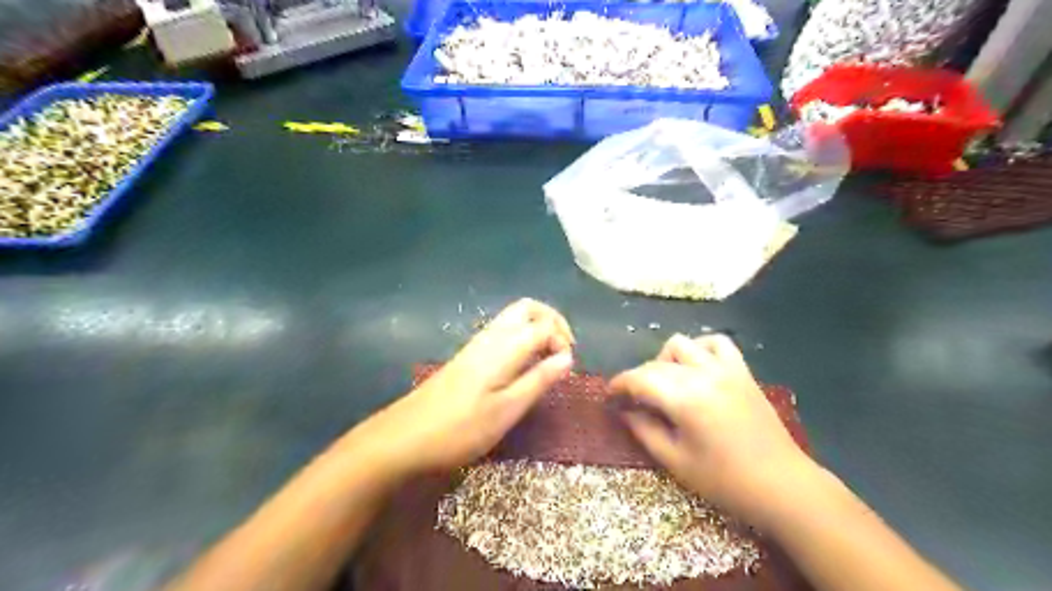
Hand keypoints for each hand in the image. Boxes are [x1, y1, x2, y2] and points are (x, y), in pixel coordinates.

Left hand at [348, 299, 573, 478]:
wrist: (403, 436)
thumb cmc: (460, 429)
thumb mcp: (506, 410)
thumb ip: (538, 380)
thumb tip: (568, 357)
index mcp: (503, 347)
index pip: (544, 325)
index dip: (562, 340)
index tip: (566, 368)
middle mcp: (490, 336)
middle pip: (527, 308)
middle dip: (552, 321)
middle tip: (563, 350)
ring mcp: (476, 344)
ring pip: (513, 317)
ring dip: (537, 328)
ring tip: (547, 358)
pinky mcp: (468, 356)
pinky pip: (502, 331)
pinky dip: (522, 338)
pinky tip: (522, 365)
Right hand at [614, 333, 816, 525]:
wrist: (782, 485)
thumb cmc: (725, 481)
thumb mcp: (676, 461)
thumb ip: (644, 430)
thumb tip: (624, 411)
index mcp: (685, 399)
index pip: (639, 379)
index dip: (619, 384)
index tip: (608, 395)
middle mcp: (702, 374)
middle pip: (657, 363)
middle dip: (638, 378)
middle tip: (633, 401)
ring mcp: (725, 369)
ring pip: (682, 344)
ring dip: (665, 360)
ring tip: (666, 383)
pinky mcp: (742, 371)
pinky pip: (717, 343)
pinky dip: (700, 348)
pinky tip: (696, 367)